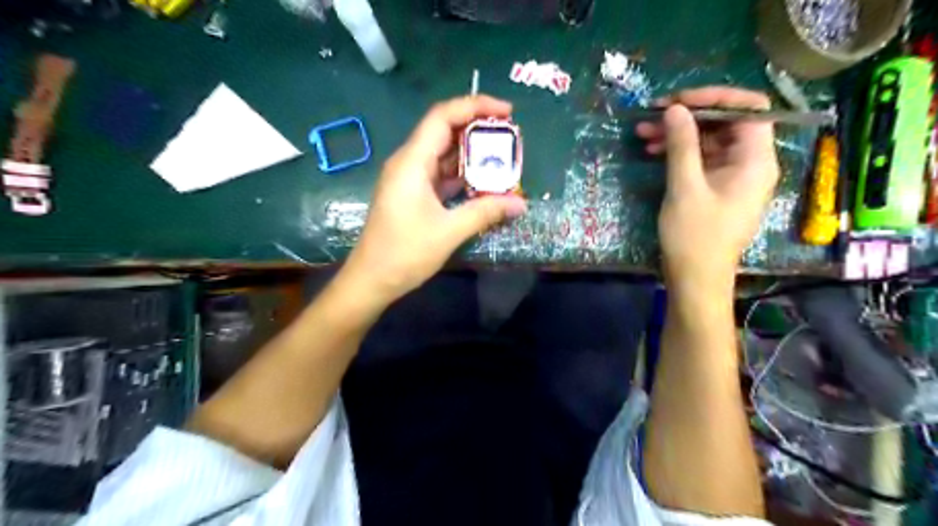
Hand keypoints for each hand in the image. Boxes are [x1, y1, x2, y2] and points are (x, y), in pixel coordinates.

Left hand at [342, 97, 527, 304]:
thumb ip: (485, 212)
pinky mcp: (413, 194)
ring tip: (503, 158)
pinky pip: (441, 174)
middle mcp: (409, 162)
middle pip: (444, 131)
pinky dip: (462, 174)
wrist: (371, 279)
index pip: (443, 117)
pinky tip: (484, 182)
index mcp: (412, 162)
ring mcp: (410, 179)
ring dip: (472, 154)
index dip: (475, 106)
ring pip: (444, 154)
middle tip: (510, 136)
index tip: (506, 112)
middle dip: (478, 129)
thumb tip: (521, 204)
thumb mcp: (449, 231)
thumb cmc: (405, 253)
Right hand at [634, 84, 781, 290]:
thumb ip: (682, 145)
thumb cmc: (695, 237)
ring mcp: (733, 177)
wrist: (696, 279)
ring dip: (678, 134)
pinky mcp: (717, 188)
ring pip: (709, 141)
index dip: (714, 97)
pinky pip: (702, 160)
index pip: (748, 108)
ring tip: (643, 133)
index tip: (678, 101)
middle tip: (652, 116)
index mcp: (756, 160)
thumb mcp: (685, 188)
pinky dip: (679, 153)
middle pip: (725, 123)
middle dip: (688, 116)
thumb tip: (675, 109)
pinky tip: (653, 152)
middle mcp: (751, 163)